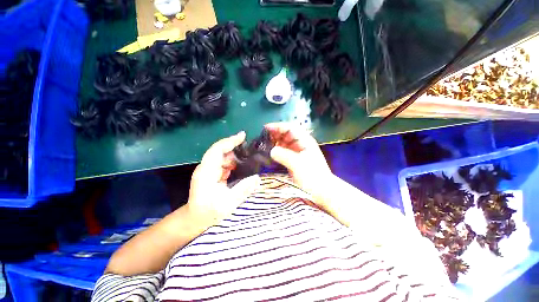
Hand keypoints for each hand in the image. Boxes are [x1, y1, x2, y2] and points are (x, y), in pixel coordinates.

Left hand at [187, 131, 260, 227]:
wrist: (195, 219)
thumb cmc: (209, 212)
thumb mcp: (228, 203)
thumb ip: (243, 189)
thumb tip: (257, 178)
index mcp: (206, 172)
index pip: (217, 150)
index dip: (229, 141)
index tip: (243, 136)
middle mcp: (206, 167)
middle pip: (221, 151)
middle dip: (236, 147)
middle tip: (252, 148)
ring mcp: (209, 169)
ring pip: (224, 156)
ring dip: (236, 155)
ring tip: (251, 156)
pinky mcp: (213, 173)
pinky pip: (225, 163)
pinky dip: (234, 162)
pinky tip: (244, 164)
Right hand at [265, 122, 333, 204]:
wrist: (322, 190)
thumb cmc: (313, 176)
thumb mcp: (298, 165)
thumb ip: (284, 156)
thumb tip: (271, 150)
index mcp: (305, 141)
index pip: (290, 128)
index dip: (278, 126)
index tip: (266, 128)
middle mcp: (301, 144)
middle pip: (287, 134)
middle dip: (275, 134)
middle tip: (263, 138)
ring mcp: (298, 151)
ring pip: (285, 143)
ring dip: (275, 142)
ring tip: (264, 145)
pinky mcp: (295, 159)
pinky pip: (284, 151)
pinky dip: (277, 151)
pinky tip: (271, 153)